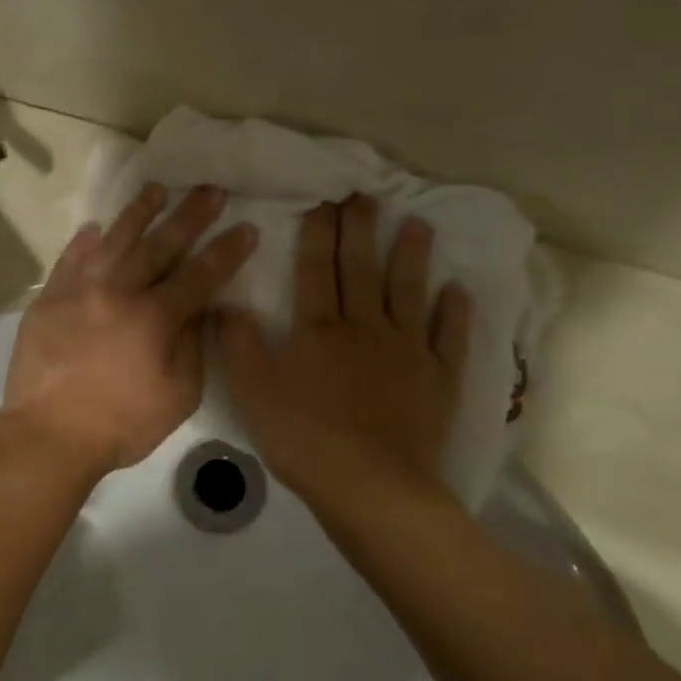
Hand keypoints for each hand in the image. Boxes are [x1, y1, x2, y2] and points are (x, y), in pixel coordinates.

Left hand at [0, 183, 257, 479]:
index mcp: (154, 317)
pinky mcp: (48, 300)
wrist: (48, 435)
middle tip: (210, 190)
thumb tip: (199, 311)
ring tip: (155, 189)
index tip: (246, 227)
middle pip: (160, 245)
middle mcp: (118, 291)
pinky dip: (84, 242)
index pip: (200, 274)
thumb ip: (193, 347)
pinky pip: (69, 260)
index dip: (227, 250)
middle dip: (190, 215)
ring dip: (138, 213)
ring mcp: (78, 291)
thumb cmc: (120, 424)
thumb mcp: (178, 396)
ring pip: (113, 240)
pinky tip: (94, 227)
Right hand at [217, 194, 469, 509]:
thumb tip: (222, 302)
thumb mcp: (253, 392)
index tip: (324, 200)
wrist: (370, 485)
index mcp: (319, 329)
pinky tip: (457, 290)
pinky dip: (454, 313)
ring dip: (413, 257)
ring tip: (419, 224)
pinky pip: (449, 337)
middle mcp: (365, 327)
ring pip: (409, 292)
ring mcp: (407, 350)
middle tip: (367, 196)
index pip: (316, 270)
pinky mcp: (438, 378)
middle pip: (362, 270)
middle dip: (362, 230)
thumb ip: (237, 345)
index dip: (319, 233)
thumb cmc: (304, 439)